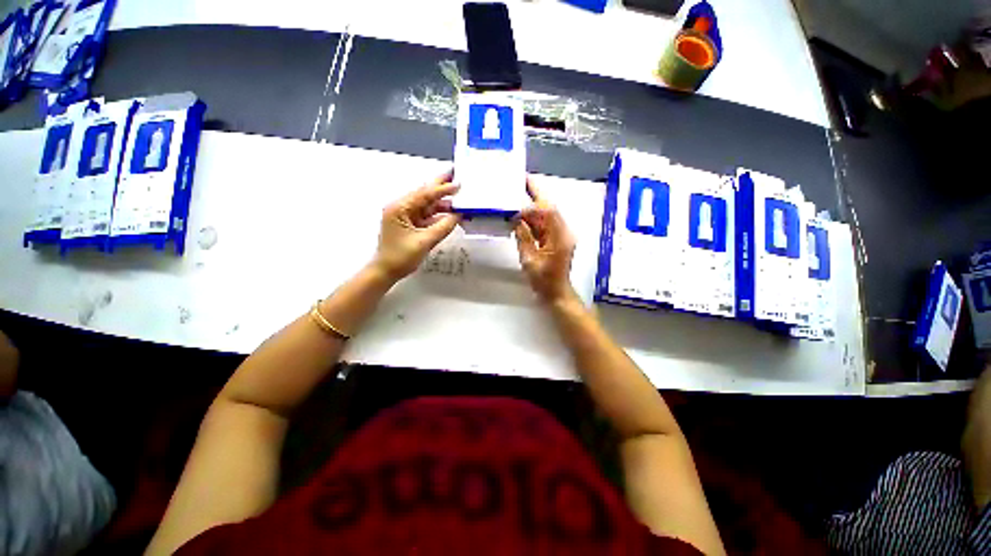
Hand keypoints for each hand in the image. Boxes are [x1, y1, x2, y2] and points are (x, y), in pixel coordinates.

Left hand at [373, 171, 461, 281]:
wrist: (386, 271)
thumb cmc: (401, 257)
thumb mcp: (424, 242)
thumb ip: (443, 227)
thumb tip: (458, 216)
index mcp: (400, 208)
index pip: (424, 195)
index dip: (442, 189)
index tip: (459, 184)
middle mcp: (402, 208)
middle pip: (424, 194)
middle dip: (440, 185)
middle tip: (455, 174)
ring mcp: (406, 216)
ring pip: (427, 205)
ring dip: (442, 202)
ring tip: (458, 194)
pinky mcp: (411, 224)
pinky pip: (427, 216)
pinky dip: (439, 214)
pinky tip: (451, 212)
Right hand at [514, 177, 576, 303]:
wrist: (556, 293)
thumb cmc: (544, 281)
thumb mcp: (529, 261)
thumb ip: (523, 238)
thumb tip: (515, 219)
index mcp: (560, 237)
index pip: (548, 213)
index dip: (532, 204)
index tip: (517, 200)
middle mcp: (563, 232)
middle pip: (549, 209)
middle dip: (536, 193)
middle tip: (522, 179)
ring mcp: (560, 235)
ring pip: (546, 215)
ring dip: (533, 204)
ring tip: (519, 191)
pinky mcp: (555, 239)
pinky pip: (544, 224)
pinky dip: (533, 217)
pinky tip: (521, 212)